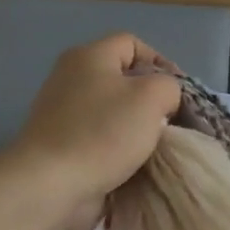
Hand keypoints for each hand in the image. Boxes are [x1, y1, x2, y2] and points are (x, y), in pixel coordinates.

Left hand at [4, 34, 181, 229]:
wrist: (50, 185)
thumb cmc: (104, 132)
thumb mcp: (152, 97)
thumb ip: (169, 87)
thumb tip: (163, 101)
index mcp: (89, 57)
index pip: (132, 44)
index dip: (161, 62)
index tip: (179, 93)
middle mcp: (71, 78)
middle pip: (123, 79)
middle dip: (151, 99)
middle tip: (169, 121)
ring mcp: (62, 113)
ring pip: (114, 111)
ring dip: (137, 127)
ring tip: (155, 146)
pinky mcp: (61, 144)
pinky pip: (100, 138)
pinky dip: (119, 149)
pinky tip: (133, 164)